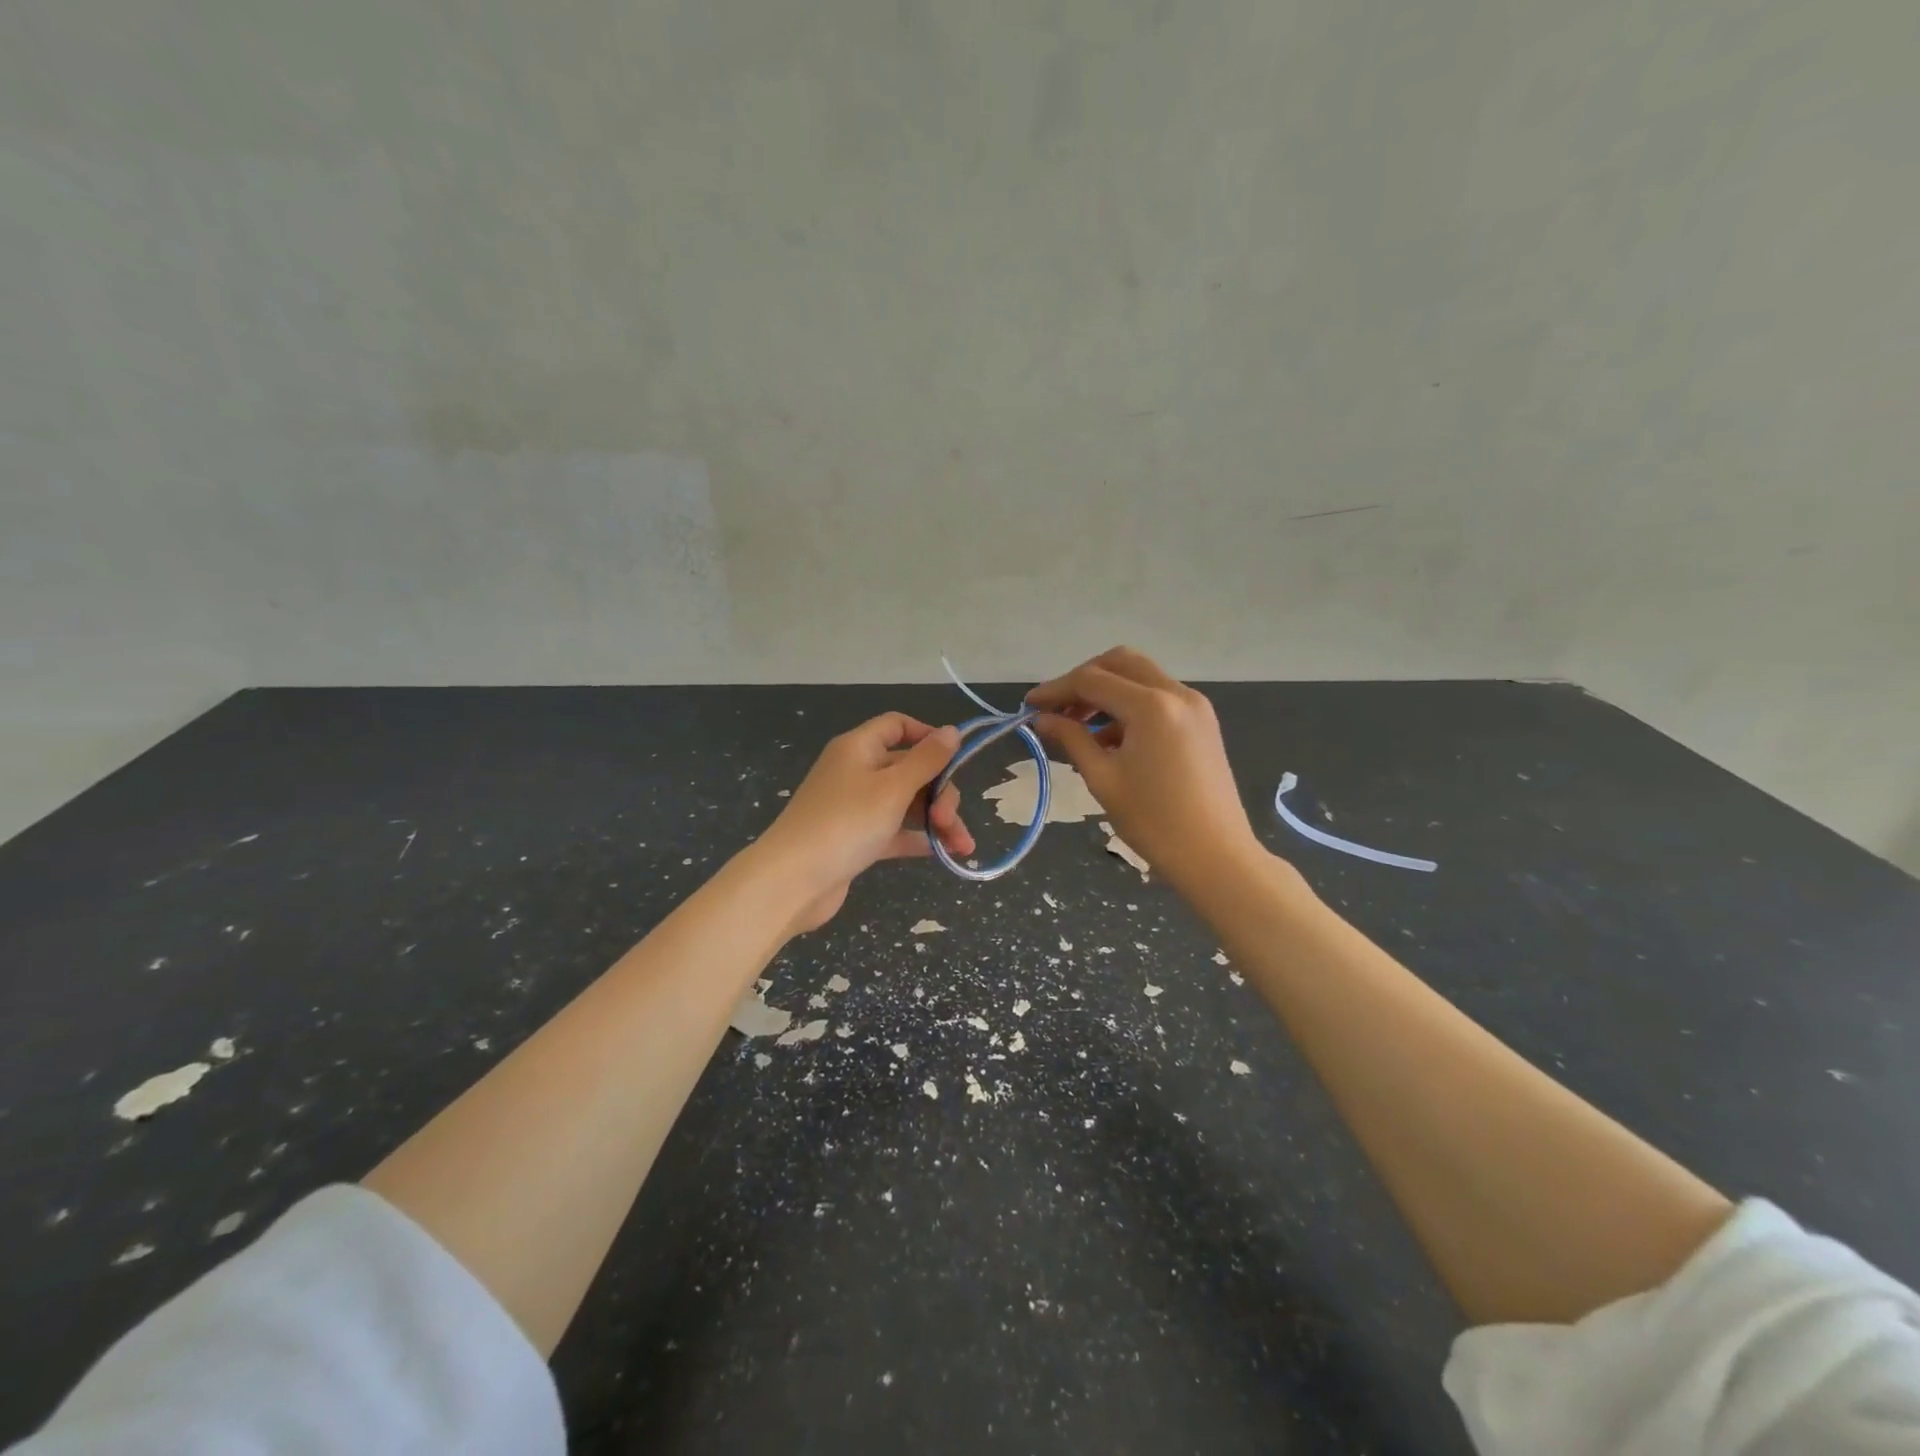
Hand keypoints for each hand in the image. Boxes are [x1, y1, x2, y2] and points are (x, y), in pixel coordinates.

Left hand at [753, 713, 975, 933]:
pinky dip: (916, 838)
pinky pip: (894, 830)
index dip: (928, 736)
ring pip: (906, 803)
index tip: (956, 758)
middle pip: (909, 769)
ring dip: (937, 820)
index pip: (897, 726)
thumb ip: (927, 760)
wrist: (793, 882)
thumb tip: (952, 731)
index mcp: (859, 748)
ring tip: (962, 847)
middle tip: (950, 820)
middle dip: (939, 792)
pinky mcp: (855, 839)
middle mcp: (856, 771)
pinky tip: (942, 853)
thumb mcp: (893, 788)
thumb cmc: (846, 823)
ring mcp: (855, 807)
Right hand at [1026, 647, 1261, 890]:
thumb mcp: (1103, 779)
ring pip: (1140, 677)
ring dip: (1107, 692)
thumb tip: (1043, 719)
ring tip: (1079, 728)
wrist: (1216, 857)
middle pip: (1119, 663)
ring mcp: (1195, 705)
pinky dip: (1130, 706)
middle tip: (1058, 710)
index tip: (1029, 706)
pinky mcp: (1202, 721)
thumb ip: (1071, 739)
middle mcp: (1176, 693)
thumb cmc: (1154, 822)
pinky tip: (1111, 740)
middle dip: (1083, 680)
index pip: (1091, 680)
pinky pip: (1158, 697)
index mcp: (1151, 706)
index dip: (1056, 690)